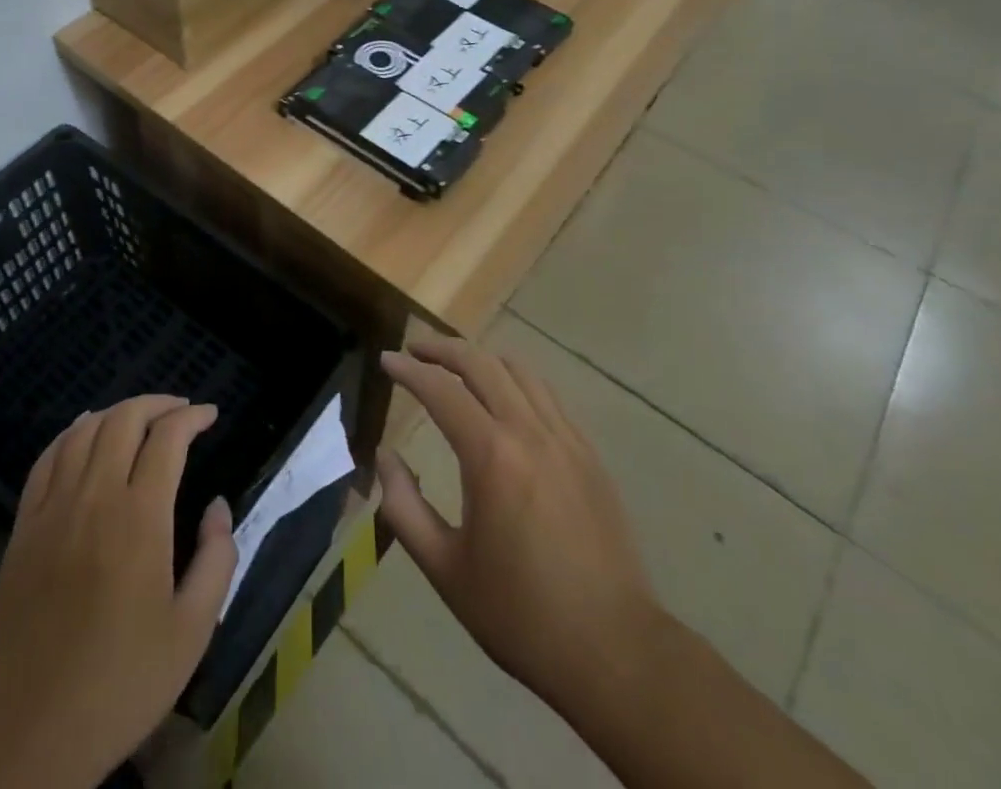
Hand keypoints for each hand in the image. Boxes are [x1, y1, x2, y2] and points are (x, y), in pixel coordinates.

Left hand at [0, 396, 236, 788]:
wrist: (28, 732)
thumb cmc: (120, 684)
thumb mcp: (192, 631)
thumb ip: (217, 559)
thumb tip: (218, 506)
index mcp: (140, 518)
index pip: (168, 438)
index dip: (192, 417)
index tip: (209, 415)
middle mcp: (95, 497)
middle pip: (124, 419)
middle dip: (157, 404)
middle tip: (180, 411)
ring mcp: (52, 509)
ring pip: (84, 431)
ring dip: (116, 412)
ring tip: (139, 418)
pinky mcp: (23, 528)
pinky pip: (46, 459)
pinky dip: (70, 434)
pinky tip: (83, 433)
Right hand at [376, 337, 661, 725]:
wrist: (615, 651)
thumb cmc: (521, 614)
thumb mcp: (446, 569)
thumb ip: (404, 508)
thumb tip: (385, 457)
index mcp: (492, 457)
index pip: (441, 390)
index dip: (409, 369)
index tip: (386, 360)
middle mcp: (530, 432)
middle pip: (482, 364)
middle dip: (443, 349)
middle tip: (414, 349)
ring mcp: (567, 439)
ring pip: (519, 371)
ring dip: (482, 359)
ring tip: (456, 367)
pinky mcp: (590, 454)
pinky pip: (547, 396)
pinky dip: (516, 381)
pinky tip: (505, 399)